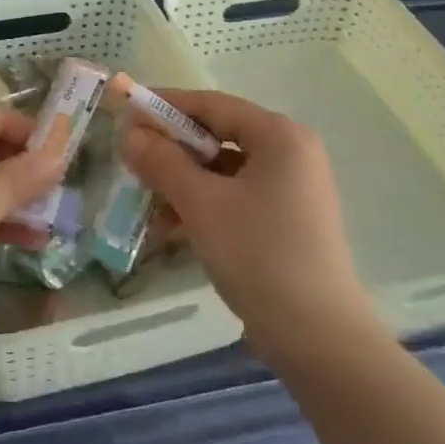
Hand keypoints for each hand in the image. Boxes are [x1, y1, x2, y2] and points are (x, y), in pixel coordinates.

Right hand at [118, 89, 371, 364]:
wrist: (318, 339)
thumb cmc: (259, 256)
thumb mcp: (201, 205)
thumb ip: (162, 162)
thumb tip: (129, 132)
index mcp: (279, 136)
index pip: (212, 104)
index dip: (166, 106)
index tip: (126, 112)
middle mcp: (290, 153)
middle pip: (218, 136)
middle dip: (172, 151)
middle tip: (132, 162)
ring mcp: (291, 188)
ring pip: (223, 170)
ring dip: (183, 184)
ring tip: (147, 207)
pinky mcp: (286, 220)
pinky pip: (236, 197)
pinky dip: (204, 206)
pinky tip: (172, 231)